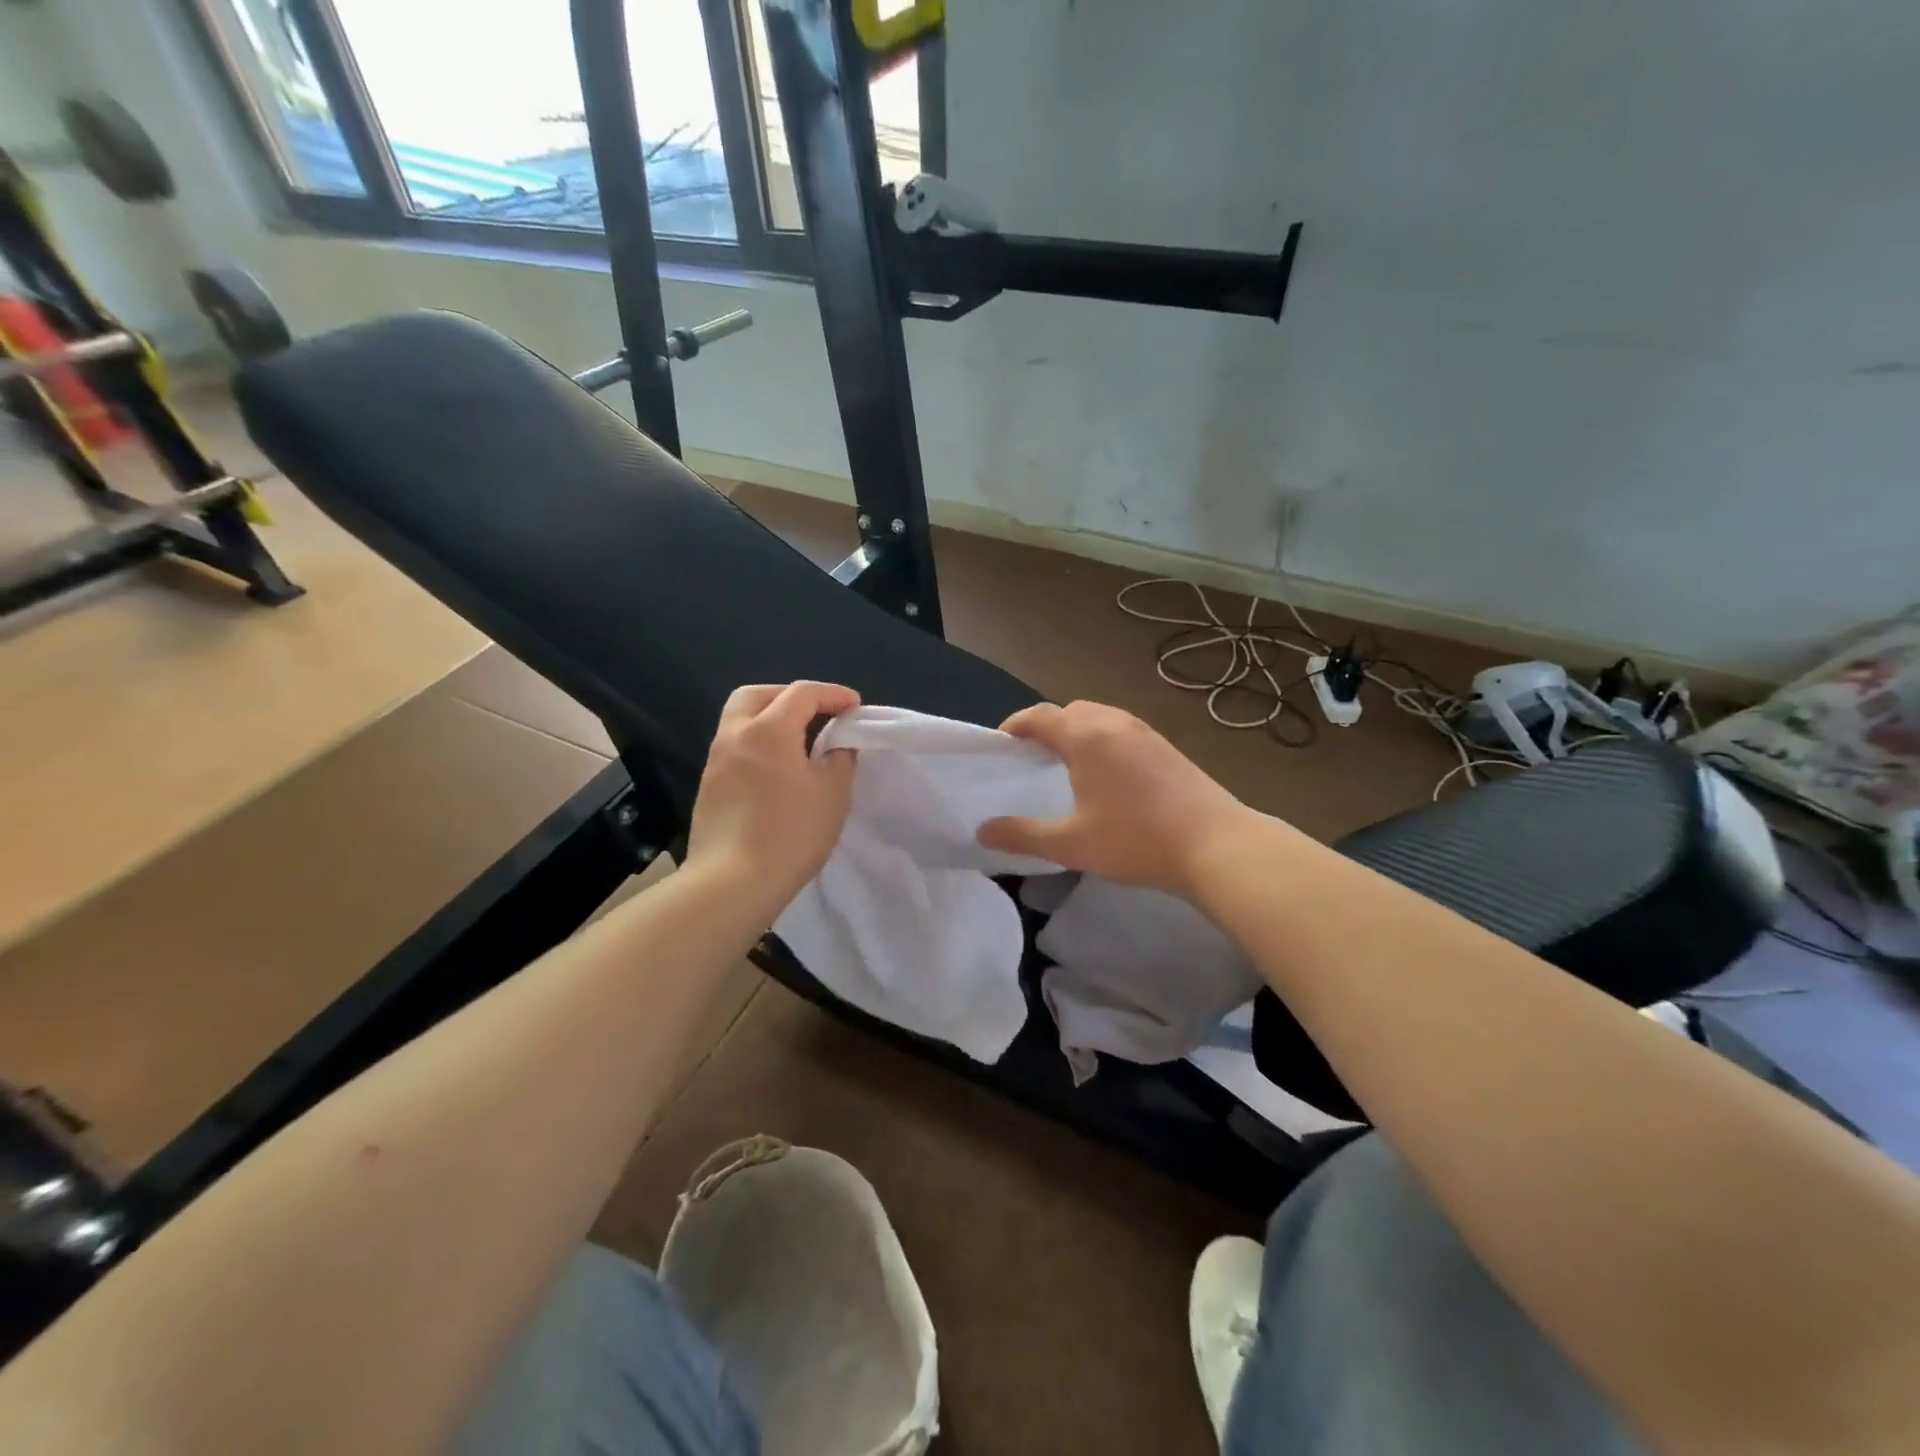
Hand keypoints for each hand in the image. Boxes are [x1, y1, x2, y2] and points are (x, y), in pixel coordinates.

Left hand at [685, 682, 858, 915]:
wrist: (731, 884)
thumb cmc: (790, 833)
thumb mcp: (833, 794)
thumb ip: (840, 759)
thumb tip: (837, 746)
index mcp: (768, 730)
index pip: (802, 693)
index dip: (833, 694)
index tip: (855, 707)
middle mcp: (735, 736)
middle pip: (757, 695)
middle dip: (789, 696)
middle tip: (817, 714)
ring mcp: (716, 762)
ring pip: (740, 722)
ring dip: (771, 721)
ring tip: (800, 745)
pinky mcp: (709, 789)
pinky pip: (735, 750)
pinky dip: (758, 746)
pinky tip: (778, 774)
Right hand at [977, 701, 1256, 898]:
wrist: (1215, 844)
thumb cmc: (1135, 840)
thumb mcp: (1071, 843)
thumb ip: (1023, 835)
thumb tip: (983, 831)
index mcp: (1085, 736)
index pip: (1039, 716)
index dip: (1015, 726)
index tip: (1001, 744)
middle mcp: (1114, 723)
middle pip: (1070, 710)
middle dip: (1046, 726)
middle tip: (1032, 757)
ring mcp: (1145, 731)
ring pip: (1100, 717)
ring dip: (1077, 731)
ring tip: (1067, 764)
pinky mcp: (1166, 746)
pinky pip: (1122, 729)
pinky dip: (1103, 739)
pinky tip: (1107, 775)